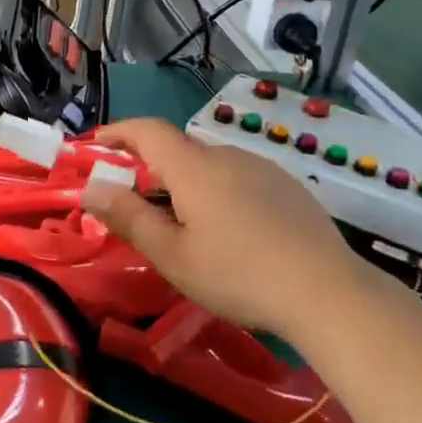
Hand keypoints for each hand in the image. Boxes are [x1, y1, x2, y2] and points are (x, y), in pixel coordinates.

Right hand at [79, 117, 364, 336]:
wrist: (328, 291)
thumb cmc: (239, 275)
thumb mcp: (173, 255)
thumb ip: (130, 218)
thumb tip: (93, 189)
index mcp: (194, 168)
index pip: (147, 131)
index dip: (119, 132)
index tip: (98, 144)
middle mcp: (226, 155)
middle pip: (178, 151)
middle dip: (152, 170)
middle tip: (140, 208)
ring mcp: (262, 168)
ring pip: (210, 166)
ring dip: (188, 185)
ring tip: (189, 228)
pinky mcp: (287, 186)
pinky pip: (239, 179)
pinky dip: (220, 193)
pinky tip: (233, 233)